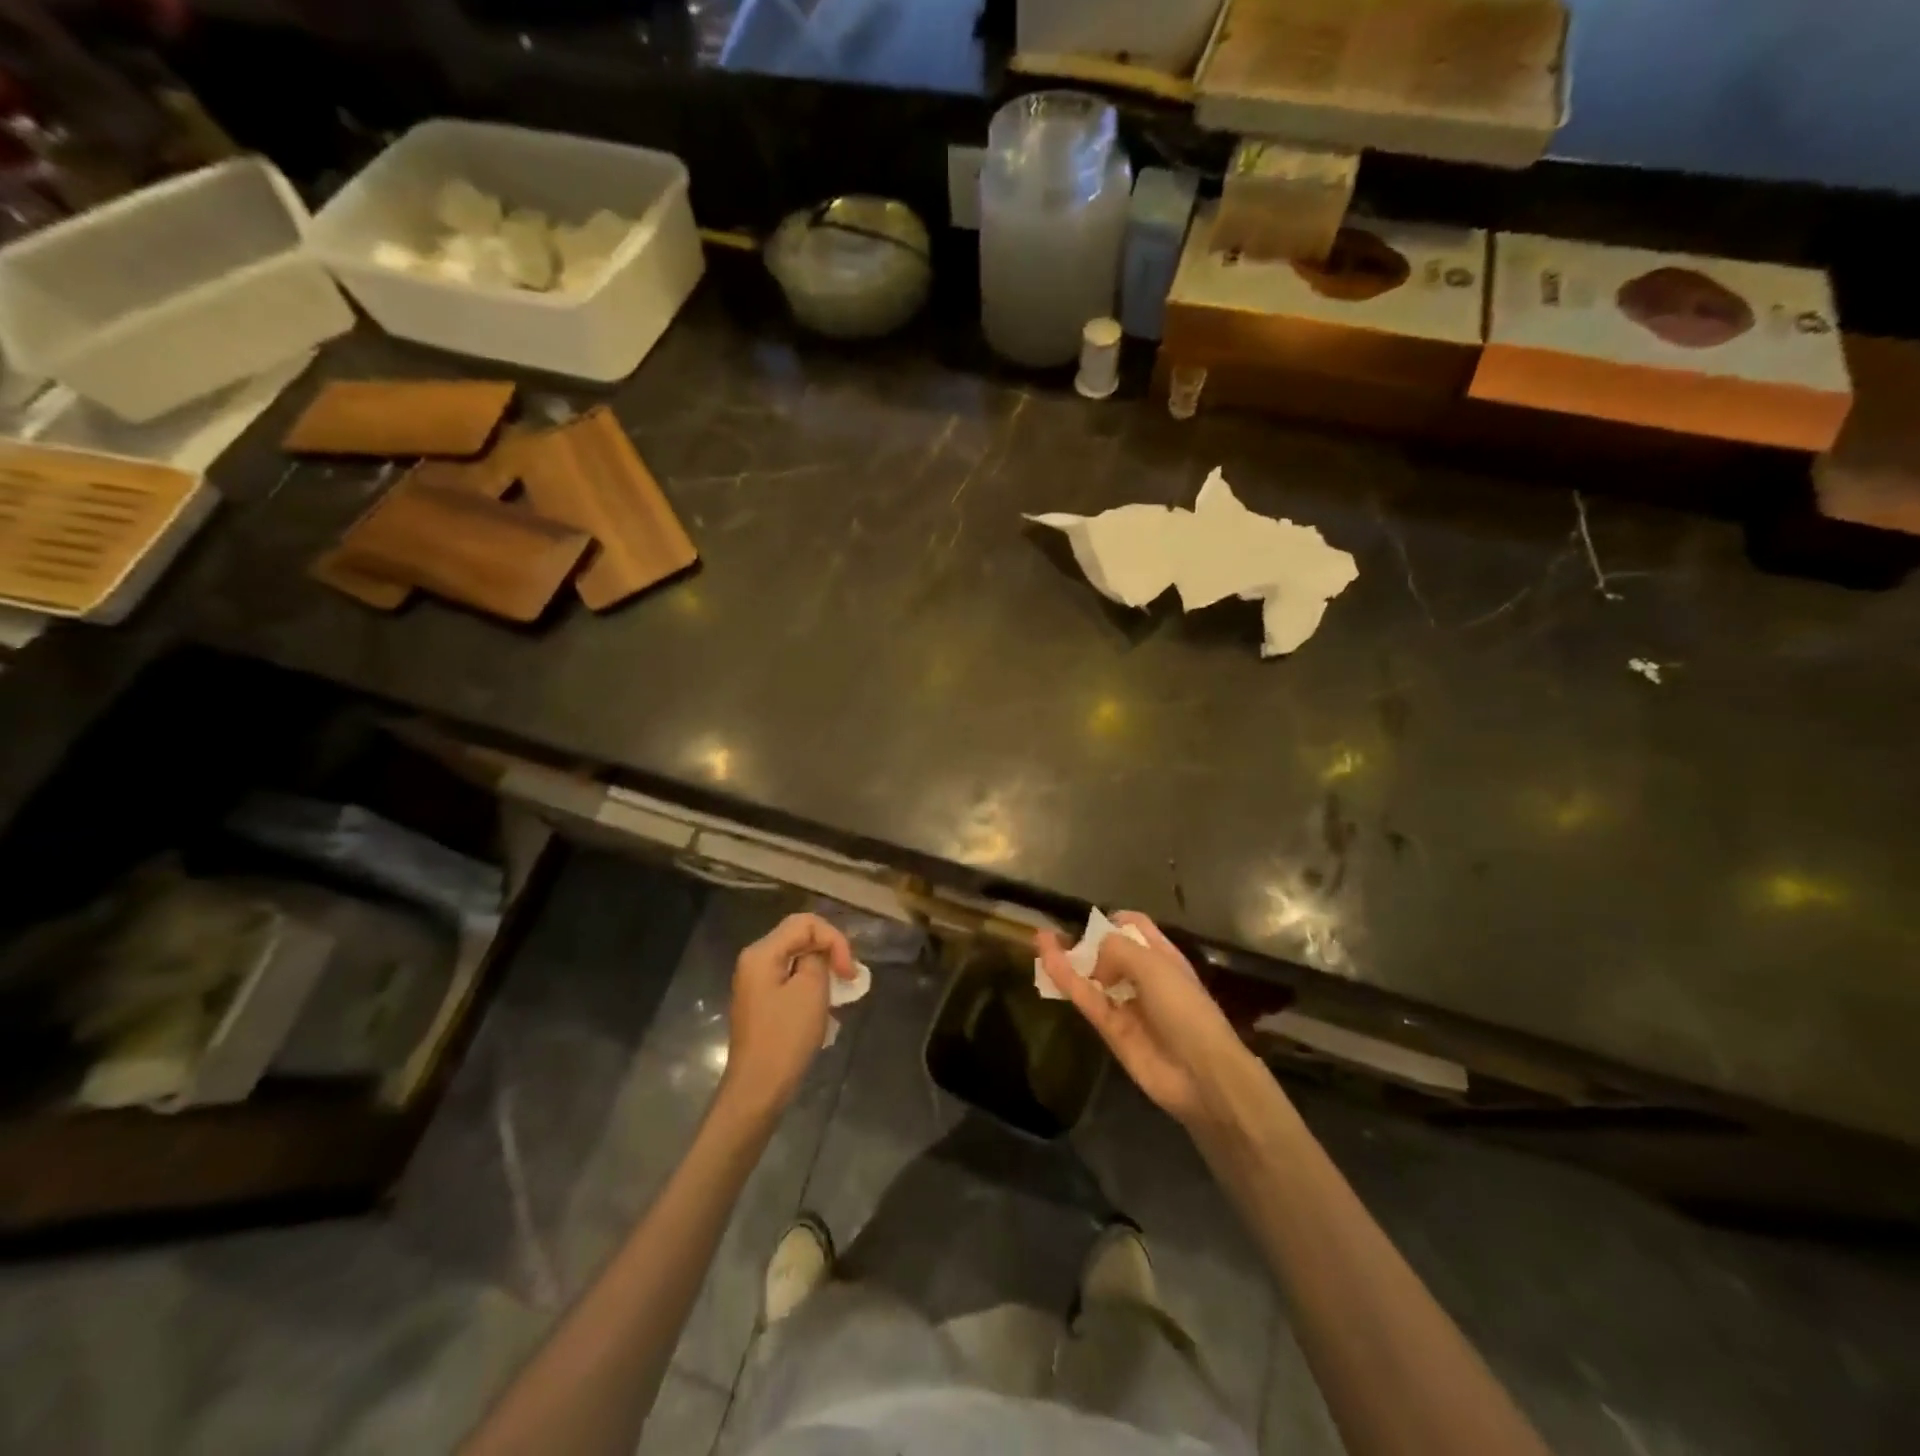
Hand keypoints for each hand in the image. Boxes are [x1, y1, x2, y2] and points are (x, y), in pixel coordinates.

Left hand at [721, 913, 857, 1119]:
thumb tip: (820, 953)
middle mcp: (754, 961)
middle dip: (829, 951)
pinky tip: (825, 1005)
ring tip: (841, 990)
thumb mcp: (811, 990)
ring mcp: (756, 982)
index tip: (848, 972)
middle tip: (849, 977)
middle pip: (799, 937)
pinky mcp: (762, 1002)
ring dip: (823, 968)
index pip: (806, 923)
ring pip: (797, 958)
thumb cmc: (786, 1037)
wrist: (759, 1088)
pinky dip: (811, 984)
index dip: (834, 940)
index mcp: (762, 953)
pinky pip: (790, 978)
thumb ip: (819, 958)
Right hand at [1038, 912, 1254, 1132]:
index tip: (1091, 920)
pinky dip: (1066, 980)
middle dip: (1086, 941)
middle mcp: (1144, 978)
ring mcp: (1126, 1005)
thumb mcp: (1153, 964)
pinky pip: (1086, 999)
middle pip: (1110, 953)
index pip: (1136, 928)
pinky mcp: (1110, 1030)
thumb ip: (1116, 950)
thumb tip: (1092, 958)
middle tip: (1057, 932)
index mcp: (1163, 957)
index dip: (1114, 921)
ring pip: (1092, 977)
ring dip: (1068, 958)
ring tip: (1040, 939)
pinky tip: (1046, 960)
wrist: (1200, 1073)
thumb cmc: (1184, 1007)